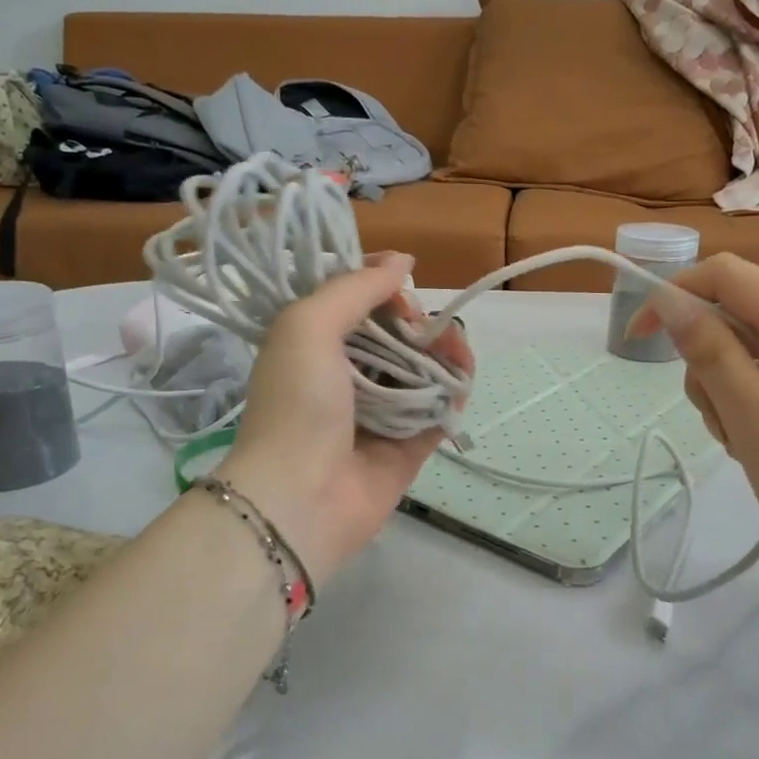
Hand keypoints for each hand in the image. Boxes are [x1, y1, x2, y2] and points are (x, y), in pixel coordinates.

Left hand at [219, 253, 472, 584]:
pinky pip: (438, 413)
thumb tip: (402, 261)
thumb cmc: (298, 403)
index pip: (356, 303)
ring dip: (445, 354)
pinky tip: (460, 382)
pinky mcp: (407, 448)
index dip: (383, 287)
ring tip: (457, 353)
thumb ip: (355, 288)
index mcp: (314, 345)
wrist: (301, 497)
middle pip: (396, 336)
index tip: (402, 281)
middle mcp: (346, 376)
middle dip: (420, 323)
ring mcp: (379, 414)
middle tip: (428, 328)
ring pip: (422, 371)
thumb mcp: (308, 325)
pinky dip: (453, 394)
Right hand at [629, 254, 758, 607]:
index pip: (730, 277)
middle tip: (726, 425)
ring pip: (750, 355)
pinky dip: (751, 410)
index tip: (638, 338)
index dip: (675, 294)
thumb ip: (713, 356)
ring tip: (749, 448)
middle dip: (708, 364)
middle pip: (738, 319)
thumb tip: (671, 301)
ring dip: (728, 395)